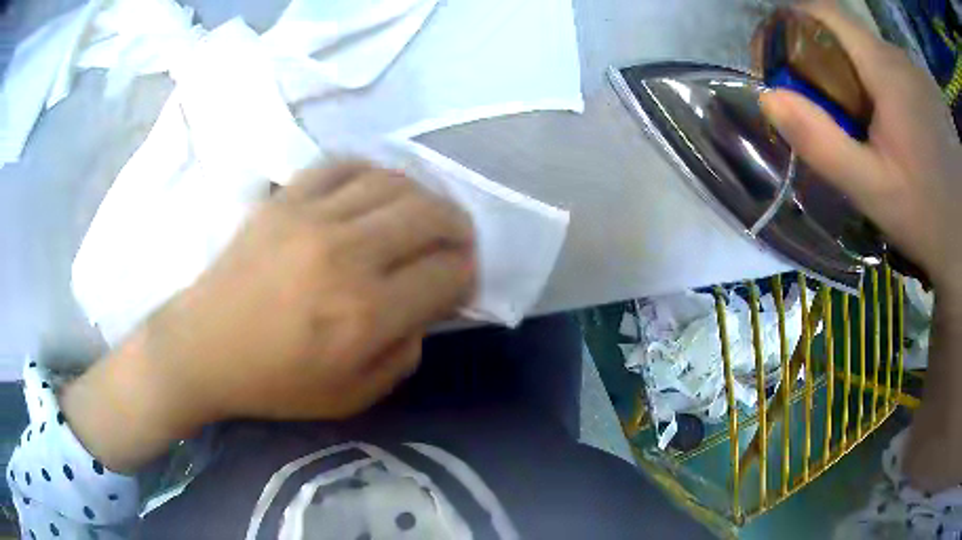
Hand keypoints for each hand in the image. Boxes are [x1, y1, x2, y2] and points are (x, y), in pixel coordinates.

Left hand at [62, 163, 474, 471]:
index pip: (447, 274)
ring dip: (423, 197)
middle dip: (459, 228)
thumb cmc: (275, 381)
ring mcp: (312, 216)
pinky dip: (372, 173)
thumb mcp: (353, 396)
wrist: (203, 347)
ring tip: (421, 215)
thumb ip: (404, 353)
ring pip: (395, 182)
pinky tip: (374, 192)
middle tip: (455, 243)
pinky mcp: (286, 198)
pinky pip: (344, 164)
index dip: (466, 276)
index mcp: (366, 313)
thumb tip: (426, 308)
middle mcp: (347, 254)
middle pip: (432, 215)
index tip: (460, 282)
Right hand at [759, 2, 961, 288]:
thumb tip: (769, 98)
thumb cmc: (927, 219)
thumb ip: (823, 144)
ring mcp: (916, 72)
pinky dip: (878, 91)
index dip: (789, 25)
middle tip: (822, 112)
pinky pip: (891, 73)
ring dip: (854, 80)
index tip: (777, 62)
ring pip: (870, 56)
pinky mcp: (927, 90)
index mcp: (886, 69)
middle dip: (822, 63)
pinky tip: (891, 133)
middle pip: (846, 36)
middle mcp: (900, 57)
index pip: (822, 13)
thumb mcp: (873, 192)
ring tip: (862, 132)